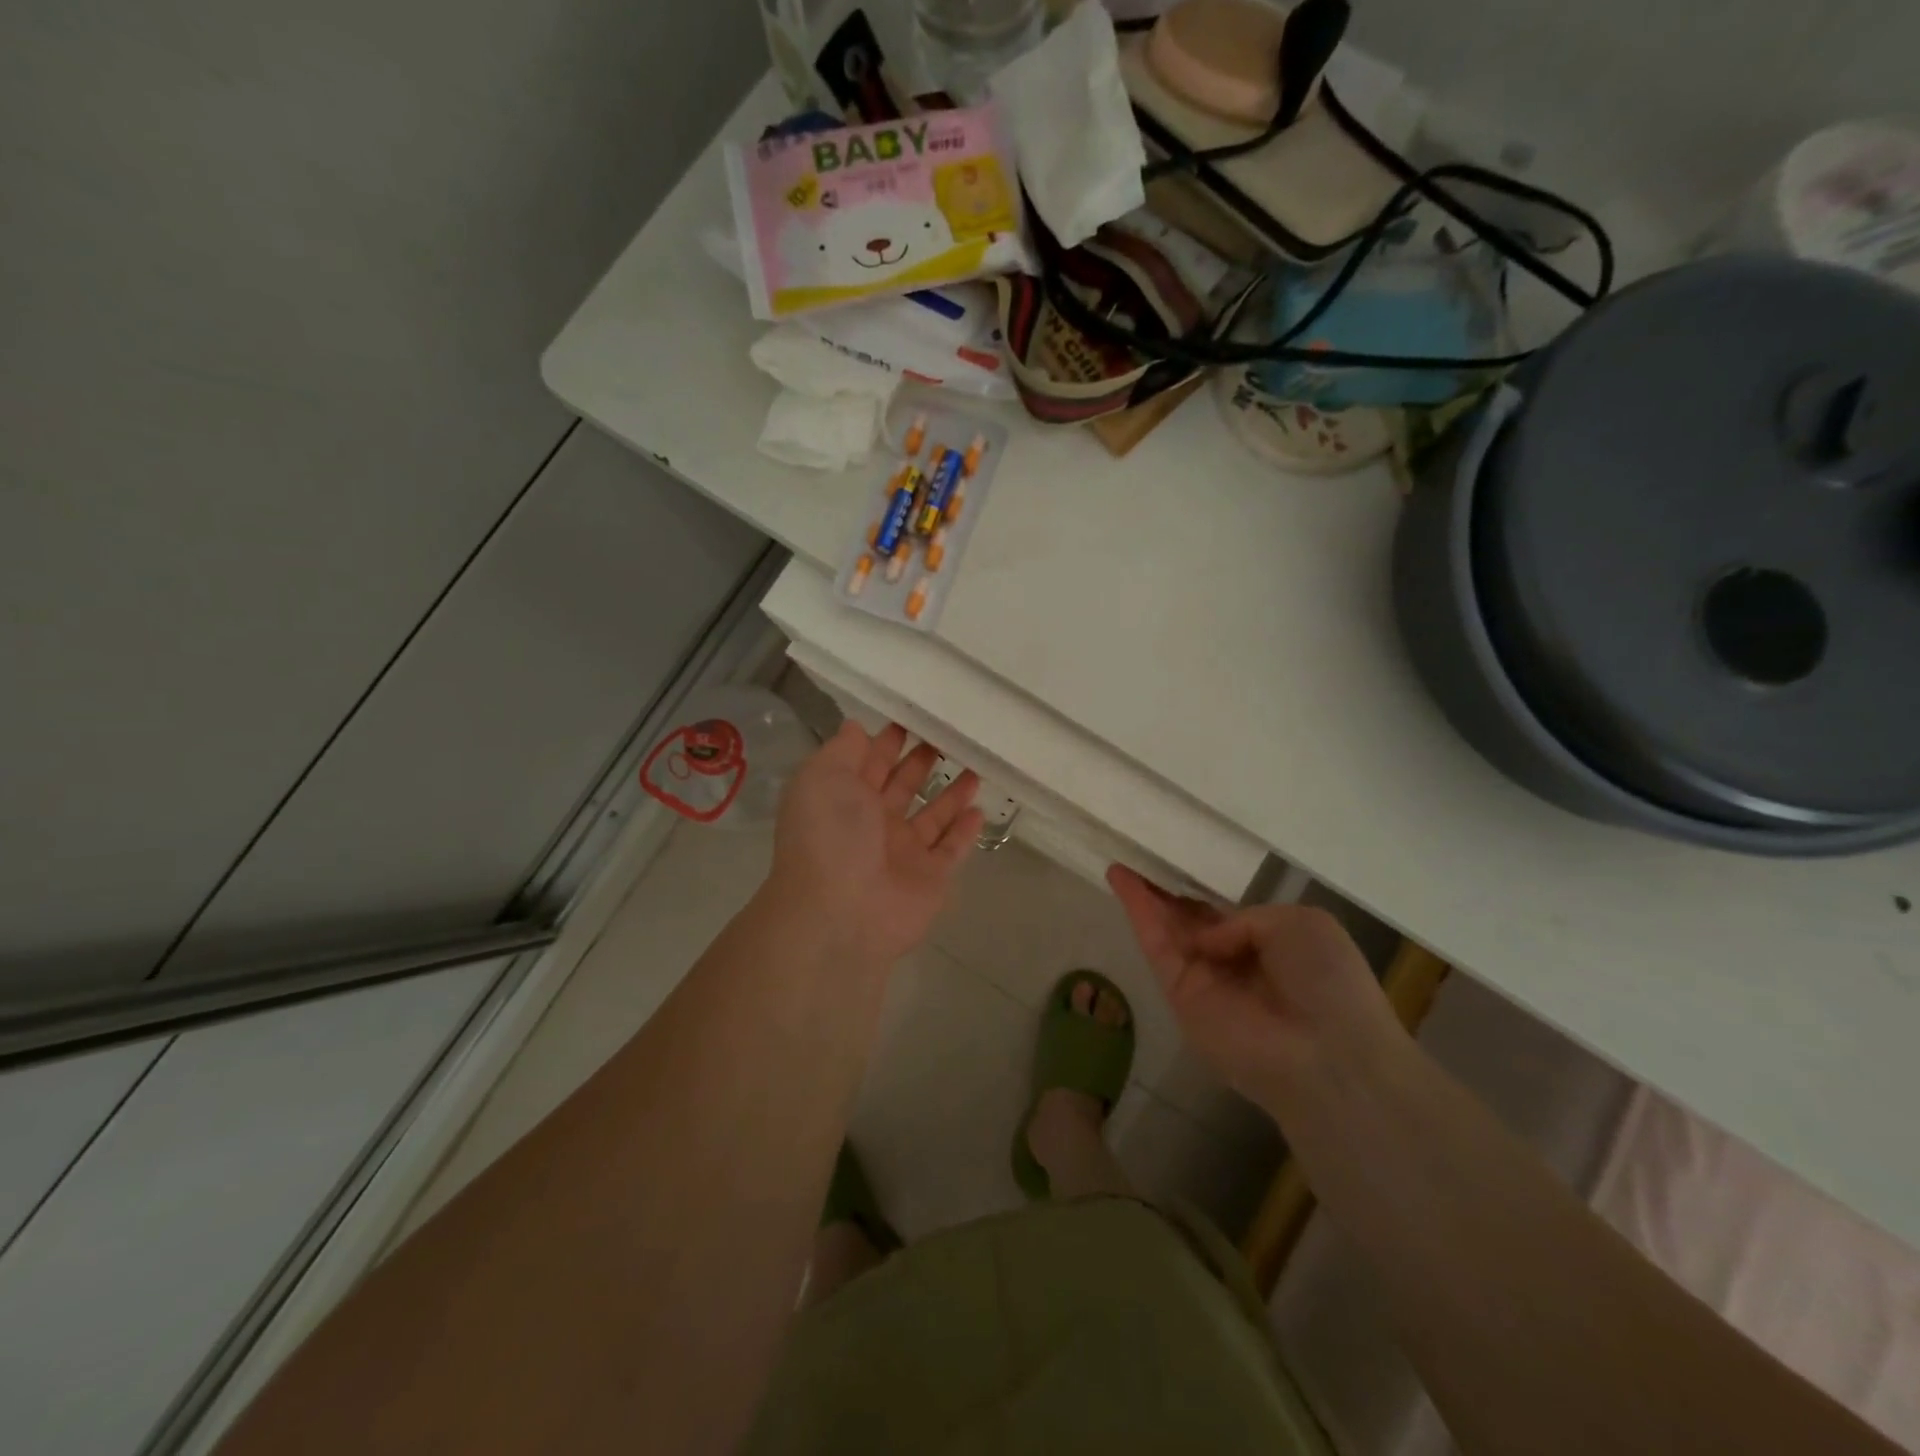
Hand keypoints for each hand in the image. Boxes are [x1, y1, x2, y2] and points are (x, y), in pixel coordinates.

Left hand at [767, 722, 983, 968]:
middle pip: (903, 786)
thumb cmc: (830, 835)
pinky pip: (952, 848)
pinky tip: (979, 809)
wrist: (842, 912)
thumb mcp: (823, 777)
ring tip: (975, 766)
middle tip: (950, 736)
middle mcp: (873, 824)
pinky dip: (965, 831)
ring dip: (951, 793)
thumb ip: (843, 750)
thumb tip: (856, 727)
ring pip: (933, 816)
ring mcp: (903, 852)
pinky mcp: (931, 877)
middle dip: (922, 761)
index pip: (869, 763)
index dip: (888, 741)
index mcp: (844, 799)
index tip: (914, 717)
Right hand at [1107, 865, 1405, 1114]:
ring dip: (1143, 896)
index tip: (1176, 862)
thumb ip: (1247, 918)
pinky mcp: (1178, 994)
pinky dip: (1138, 912)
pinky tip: (1122, 880)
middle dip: (1164, 892)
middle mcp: (1233, 962)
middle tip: (1139, 859)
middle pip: (1189, 921)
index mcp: (1270, 946)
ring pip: (1167, 929)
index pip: (1224, 915)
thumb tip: (1209, 942)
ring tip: (1120, 863)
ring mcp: (1204, 980)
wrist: (1325, 1053)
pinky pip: (1156, 946)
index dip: (1199, 891)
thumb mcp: (1301, 923)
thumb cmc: (1328, 982)